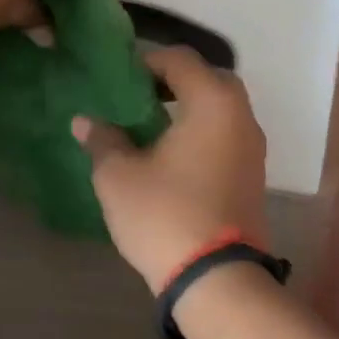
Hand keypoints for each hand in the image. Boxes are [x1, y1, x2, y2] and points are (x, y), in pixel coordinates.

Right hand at [73, 48, 269, 291]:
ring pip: (221, 110)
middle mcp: (242, 117)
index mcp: (213, 103)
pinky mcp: (253, 176)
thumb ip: (103, 140)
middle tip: (137, 96)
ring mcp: (253, 148)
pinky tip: (172, 154)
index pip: (181, 59)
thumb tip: (85, 121)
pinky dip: (202, 132)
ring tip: (150, 125)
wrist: (217, 279)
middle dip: (173, 81)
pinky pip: (226, 136)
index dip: (147, 61)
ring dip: (189, 108)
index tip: (118, 77)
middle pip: (208, 80)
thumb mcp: (119, 176)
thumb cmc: (165, 215)